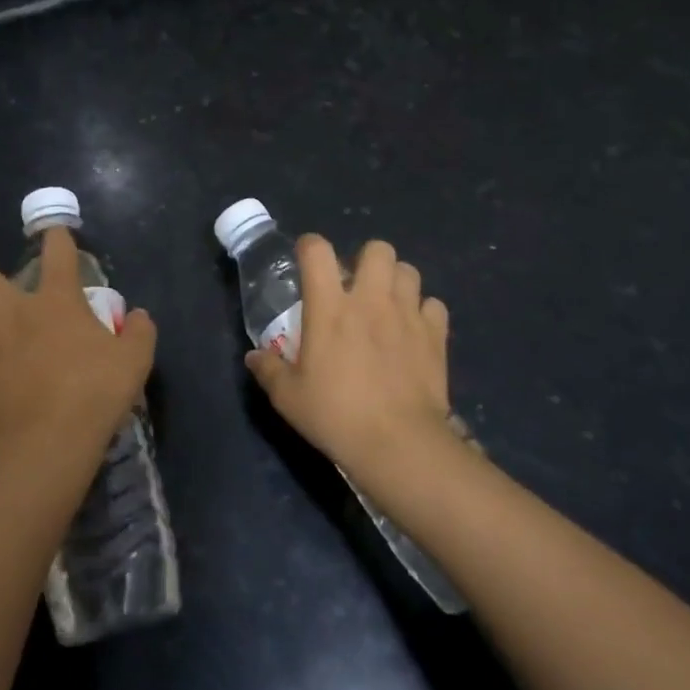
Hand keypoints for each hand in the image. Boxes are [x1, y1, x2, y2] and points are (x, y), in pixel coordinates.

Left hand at [0, 226, 156, 459]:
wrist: (50, 439)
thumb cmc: (96, 391)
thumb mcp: (136, 359)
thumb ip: (140, 331)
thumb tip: (138, 316)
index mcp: (56, 300)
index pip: (56, 252)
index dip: (56, 238)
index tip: (56, 236)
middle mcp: (12, 312)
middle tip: (2, 295)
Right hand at [245, 235, 457, 491]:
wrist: (398, 442)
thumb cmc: (336, 416)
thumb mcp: (289, 398)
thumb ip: (269, 370)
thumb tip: (253, 356)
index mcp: (330, 307)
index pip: (318, 251)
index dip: (310, 247)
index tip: (306, 259)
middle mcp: (371, 300)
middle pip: (377, 249)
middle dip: (366, 260)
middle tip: (357, 287)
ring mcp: (407, 314)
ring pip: (409, 270)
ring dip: (396, 282)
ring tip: (387, 305)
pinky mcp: (435, 335)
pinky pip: (433, 306)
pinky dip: (424, 313)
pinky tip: (414, 331)